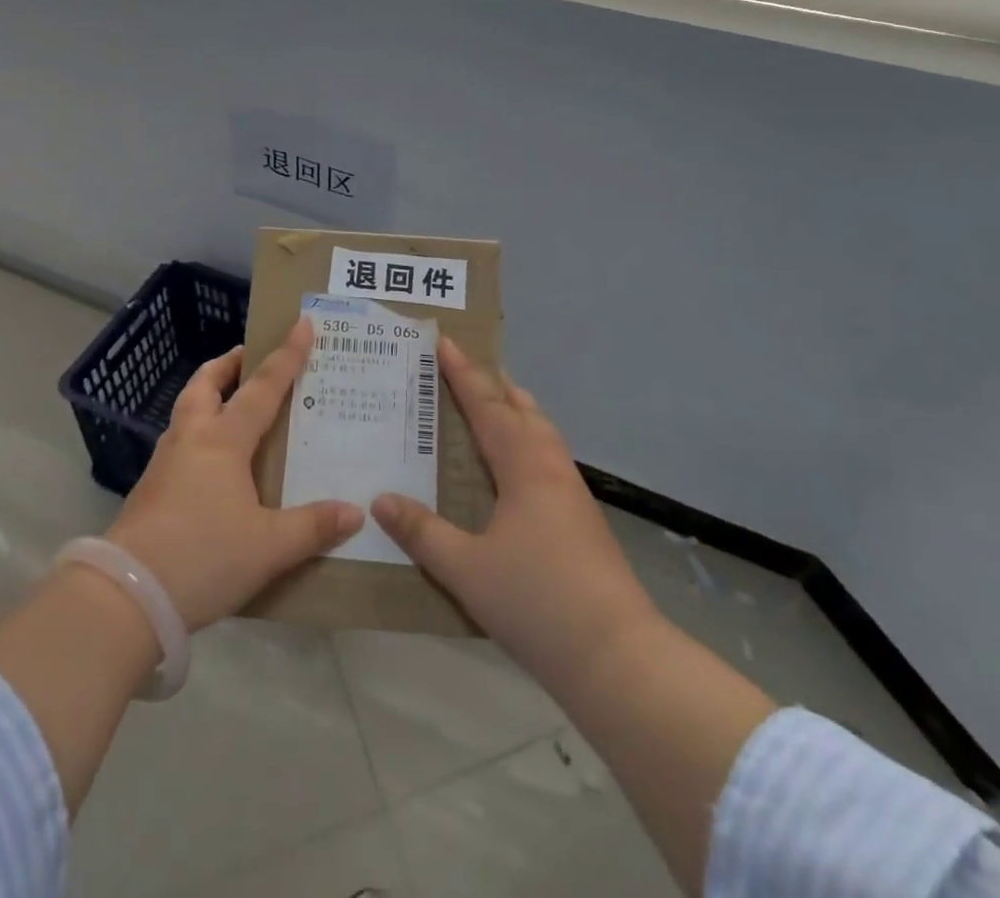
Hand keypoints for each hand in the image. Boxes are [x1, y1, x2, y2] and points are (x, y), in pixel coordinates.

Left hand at [107, 318, 364, 629]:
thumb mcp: (268, 547)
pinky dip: (198, 432)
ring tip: (232, 404)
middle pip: (206, 384)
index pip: (262, 388)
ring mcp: (165, 462)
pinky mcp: (150, 489)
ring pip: (187, 410)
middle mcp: (192, 439)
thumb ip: (312, 526)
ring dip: (209, 395)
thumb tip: (355, 511)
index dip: (286, 356)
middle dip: (228, 365)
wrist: (126, 595)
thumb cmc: (203, 557)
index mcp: (223, 440)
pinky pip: (179, 442)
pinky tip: (211, 461)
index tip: (301, 324)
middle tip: (249, 359)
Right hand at [373, 339, 657, 688]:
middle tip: (466, 369)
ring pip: (542, 433)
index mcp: (524, 467)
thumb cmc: (537, 603)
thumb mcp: (466, 570)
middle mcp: (550, 468)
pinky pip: (548, 458)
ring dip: (515, 411)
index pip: (488, 406)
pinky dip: (526, 442)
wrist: (618, 657)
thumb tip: (381, 499)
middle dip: (494, 384)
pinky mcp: (583, 519)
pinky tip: (514, 469)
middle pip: (523, 410)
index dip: (463, 374)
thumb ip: (422, 533)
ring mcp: (572, 494)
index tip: (444, 342)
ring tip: (492, 407)